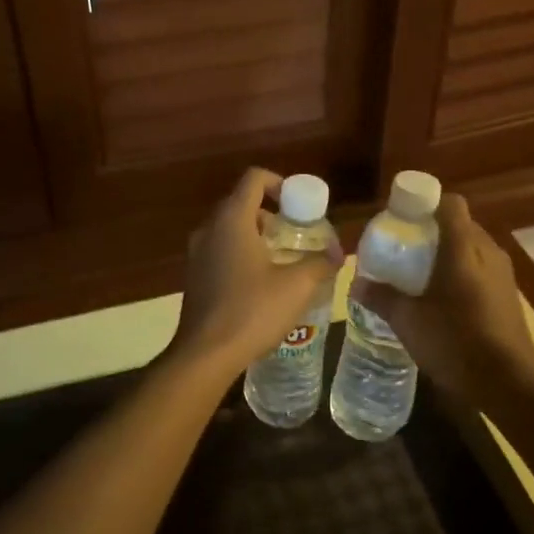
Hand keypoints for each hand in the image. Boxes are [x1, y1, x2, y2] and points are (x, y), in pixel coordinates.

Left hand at [170, 168, 340, 375]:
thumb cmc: (252, 311)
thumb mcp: (296, 286)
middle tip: (296, 234)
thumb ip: (320, 263)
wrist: (205, 354)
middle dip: (272, 213)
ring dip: (256, 235)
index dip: (279, 183)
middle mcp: (210, 228)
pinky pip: (220, 251)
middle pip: (241, 203)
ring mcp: (197, 253)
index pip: (254, 179)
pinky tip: (260, 284)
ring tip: (282, 260)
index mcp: (232, 220)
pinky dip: (241, 254)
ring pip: (230, 229)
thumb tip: (339, 253)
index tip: (298, 204)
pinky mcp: (194, 276)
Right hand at [349, 193, 533, 402]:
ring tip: (420, 276)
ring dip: (448, 255)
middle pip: (460, 225)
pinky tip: (444, 301)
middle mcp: (487, 252)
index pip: (450, 204)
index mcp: (463, 248)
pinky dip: (463, 275)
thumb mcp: (408, 321)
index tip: (403, 219)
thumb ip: (382, 297)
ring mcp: (503, 275)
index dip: (426, 204)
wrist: (509, 384)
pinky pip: (482, 271)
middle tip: (404, 250)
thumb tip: (356, 283)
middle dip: (433, 232)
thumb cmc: (455, 342)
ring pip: (472, 249)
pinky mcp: (509, 296)